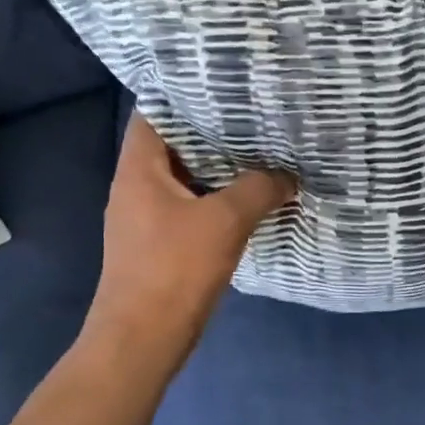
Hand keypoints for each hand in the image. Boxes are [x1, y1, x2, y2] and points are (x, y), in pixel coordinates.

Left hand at [83, 114, 295, 367]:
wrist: (142, 340)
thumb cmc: (175, 270)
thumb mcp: (225, 221)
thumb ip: (259, 188)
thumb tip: (289, 174)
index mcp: (138, 168)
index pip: (155, 112)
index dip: (187, 93)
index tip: (227, 84)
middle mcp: (135, 185)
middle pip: (174, 144)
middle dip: (213, 130)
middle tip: (256, 115)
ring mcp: (145, 216)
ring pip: (185, 177)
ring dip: (219, 167)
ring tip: (261, 150)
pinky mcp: (159, 243)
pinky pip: (190, 206)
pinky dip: (216, 197)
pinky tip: (250, 197)